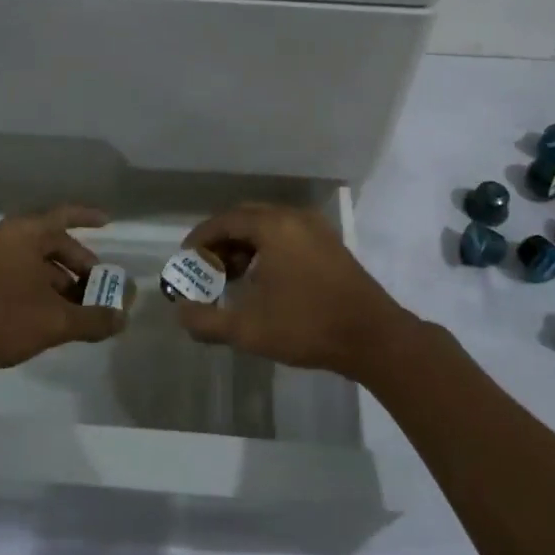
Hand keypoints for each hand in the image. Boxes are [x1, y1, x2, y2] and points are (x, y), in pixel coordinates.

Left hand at [0, 205, 125, 379]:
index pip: (64, 215)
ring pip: (32, 260)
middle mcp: (3, 235)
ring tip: (77, 307)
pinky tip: (47, 313)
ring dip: (58, 280)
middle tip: (97, 286)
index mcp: (22, 232)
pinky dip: (36, 286)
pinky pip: (15, 271)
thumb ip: (93, 319)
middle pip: (50, 241)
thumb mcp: (53, 322)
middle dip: (77, 264)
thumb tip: (123, 318)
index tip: (108, 223)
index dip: (88, 217)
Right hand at [171, 203, 416, 382]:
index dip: (200, 239)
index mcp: (273, 227)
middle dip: (222, 240)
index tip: (185, 259)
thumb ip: (207, 321)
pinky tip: (263, 279)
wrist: (372, 337)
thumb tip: (182, 313)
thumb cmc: (306, 326)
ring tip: (233, 277)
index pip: (225, 221)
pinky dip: (267, 248)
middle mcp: (294, 218)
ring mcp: (316, 229)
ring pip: (269, 225)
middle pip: (246, 217)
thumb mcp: (248, 329)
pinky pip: (288, 234)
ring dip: (245, 244)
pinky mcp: (330, 244)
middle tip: (207, 267)